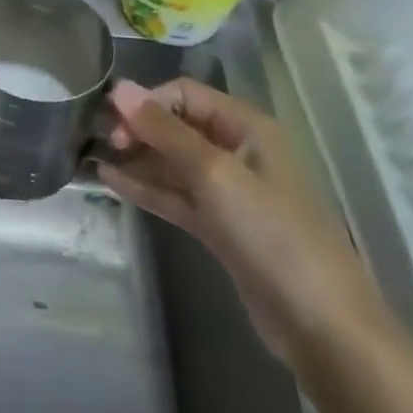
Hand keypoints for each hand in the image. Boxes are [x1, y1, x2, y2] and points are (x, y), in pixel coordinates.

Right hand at [100, 78, 387, 369]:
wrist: (320, 324)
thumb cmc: (272, 234)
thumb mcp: (215, 175)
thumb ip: (165, 131)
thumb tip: (120, 88)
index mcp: (247, 128)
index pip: (185, 94)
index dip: (148, 103)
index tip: (114, 124)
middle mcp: (237, 151)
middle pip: (178, 126)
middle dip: (139, 128)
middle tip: (102, 143)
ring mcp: (228, 192)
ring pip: (173, 163)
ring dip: (137, 157)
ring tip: (92, 155)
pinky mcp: (218, 226)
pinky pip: (175, 195)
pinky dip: (146, 187)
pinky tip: (111, 180)